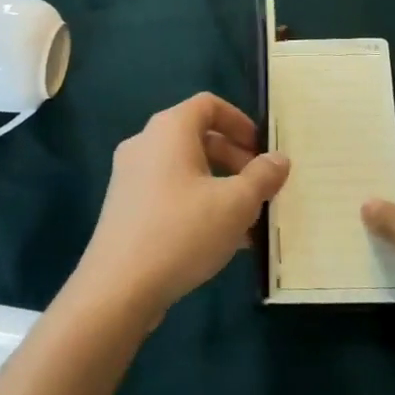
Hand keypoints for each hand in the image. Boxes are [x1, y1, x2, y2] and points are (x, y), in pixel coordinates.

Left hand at [75, 94, 289, 322]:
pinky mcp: (125, 208)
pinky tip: (221, 242)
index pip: (208, 104)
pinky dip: (197, 205)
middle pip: (198, 137)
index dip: (240, 121)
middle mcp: (145, 143)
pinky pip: (169, 193)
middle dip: (235, 160)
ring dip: (219, 187)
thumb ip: (262, 177)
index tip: (262, 149)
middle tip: (261, 189)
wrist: (116, 289)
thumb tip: (279, 159)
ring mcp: (130, 176)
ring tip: (248, 222)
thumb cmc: (181, 231)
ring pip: (185, 169)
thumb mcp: (236, 204)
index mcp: (169, 129)